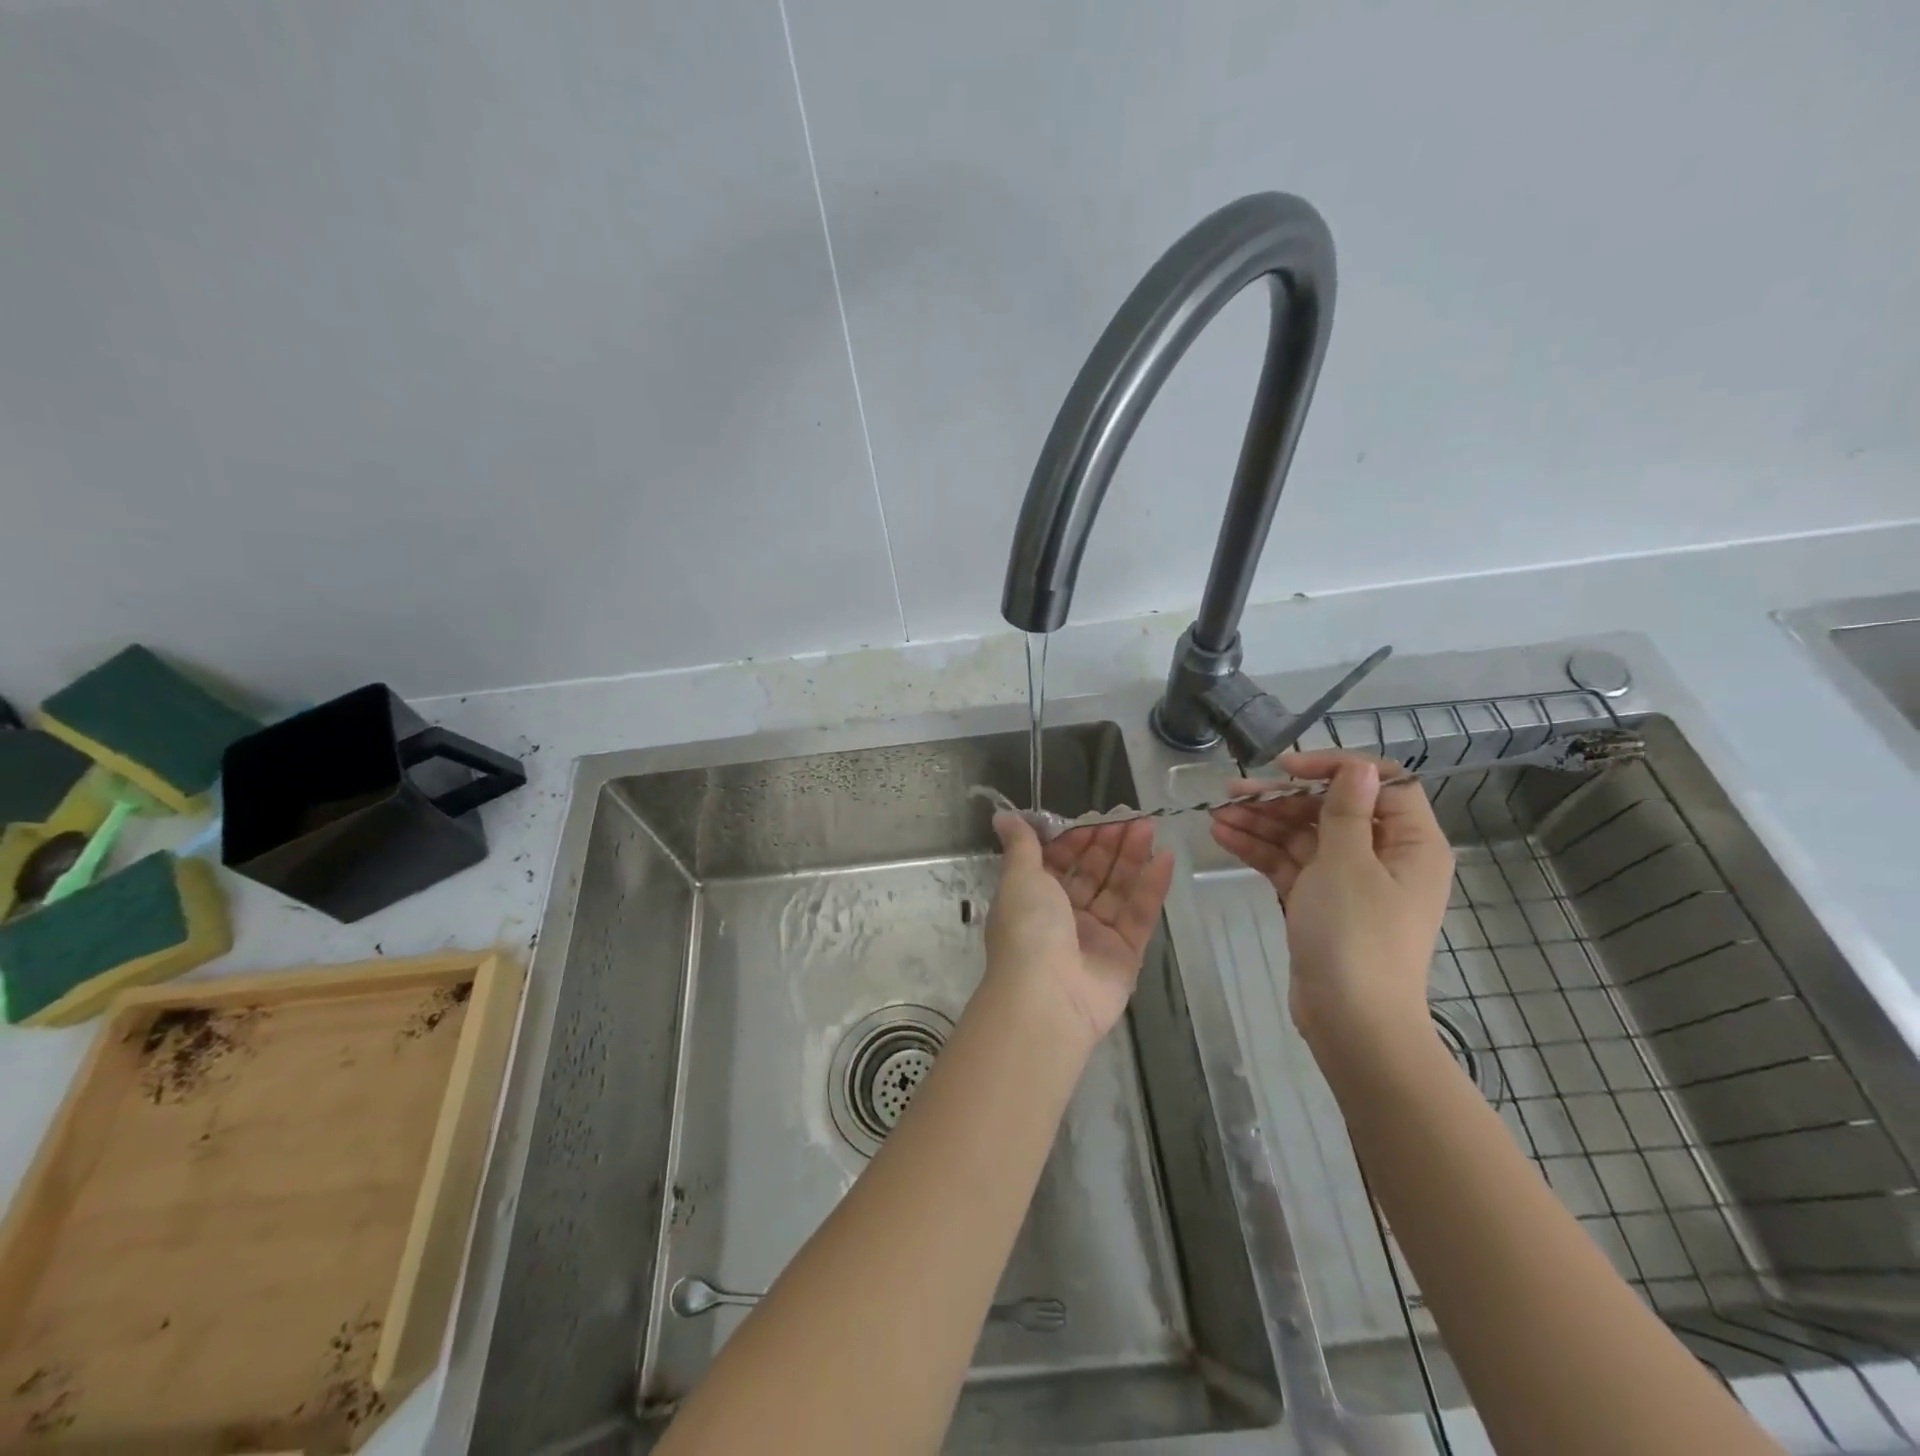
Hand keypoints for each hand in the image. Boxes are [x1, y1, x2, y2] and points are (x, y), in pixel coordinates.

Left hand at [986, 814, 1174, 1044]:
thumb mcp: (1020, 877)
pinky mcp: (1125, 955)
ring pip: (1117, 890)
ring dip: (1132, 858)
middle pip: (1091, 873)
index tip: (1096, 818)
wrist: (1047, 997)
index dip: (1076, 839)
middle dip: (1109, 844)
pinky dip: (1152, 887)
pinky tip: (1165, 858)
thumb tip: (1002, 816)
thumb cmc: (1028, 928)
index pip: (1059, 861)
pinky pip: (1140, 914)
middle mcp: (1063, 916)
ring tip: (1150, 826)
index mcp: (1033, 897)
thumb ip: (1021, 845)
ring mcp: (1096, 936)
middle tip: (1132, 816)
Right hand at [1210, 751, 1452, 1054]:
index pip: (1380, 784)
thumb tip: (1358, 768)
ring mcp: (1348, 881)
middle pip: (1330, 809)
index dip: (1332, 768)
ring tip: (1215, 813)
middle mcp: (1383, 856)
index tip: (1285, 768)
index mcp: (1410, 843)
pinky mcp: (1319, 902)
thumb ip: (1346, 811)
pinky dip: (1259, 850)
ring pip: (1302, 836)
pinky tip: (1223, 836)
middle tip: (1231, 792)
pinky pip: (1289, 864)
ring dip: (1261, 823)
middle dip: (1280, 799)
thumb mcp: (1348, 863)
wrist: (1351, 1021)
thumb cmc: (1356, 935)